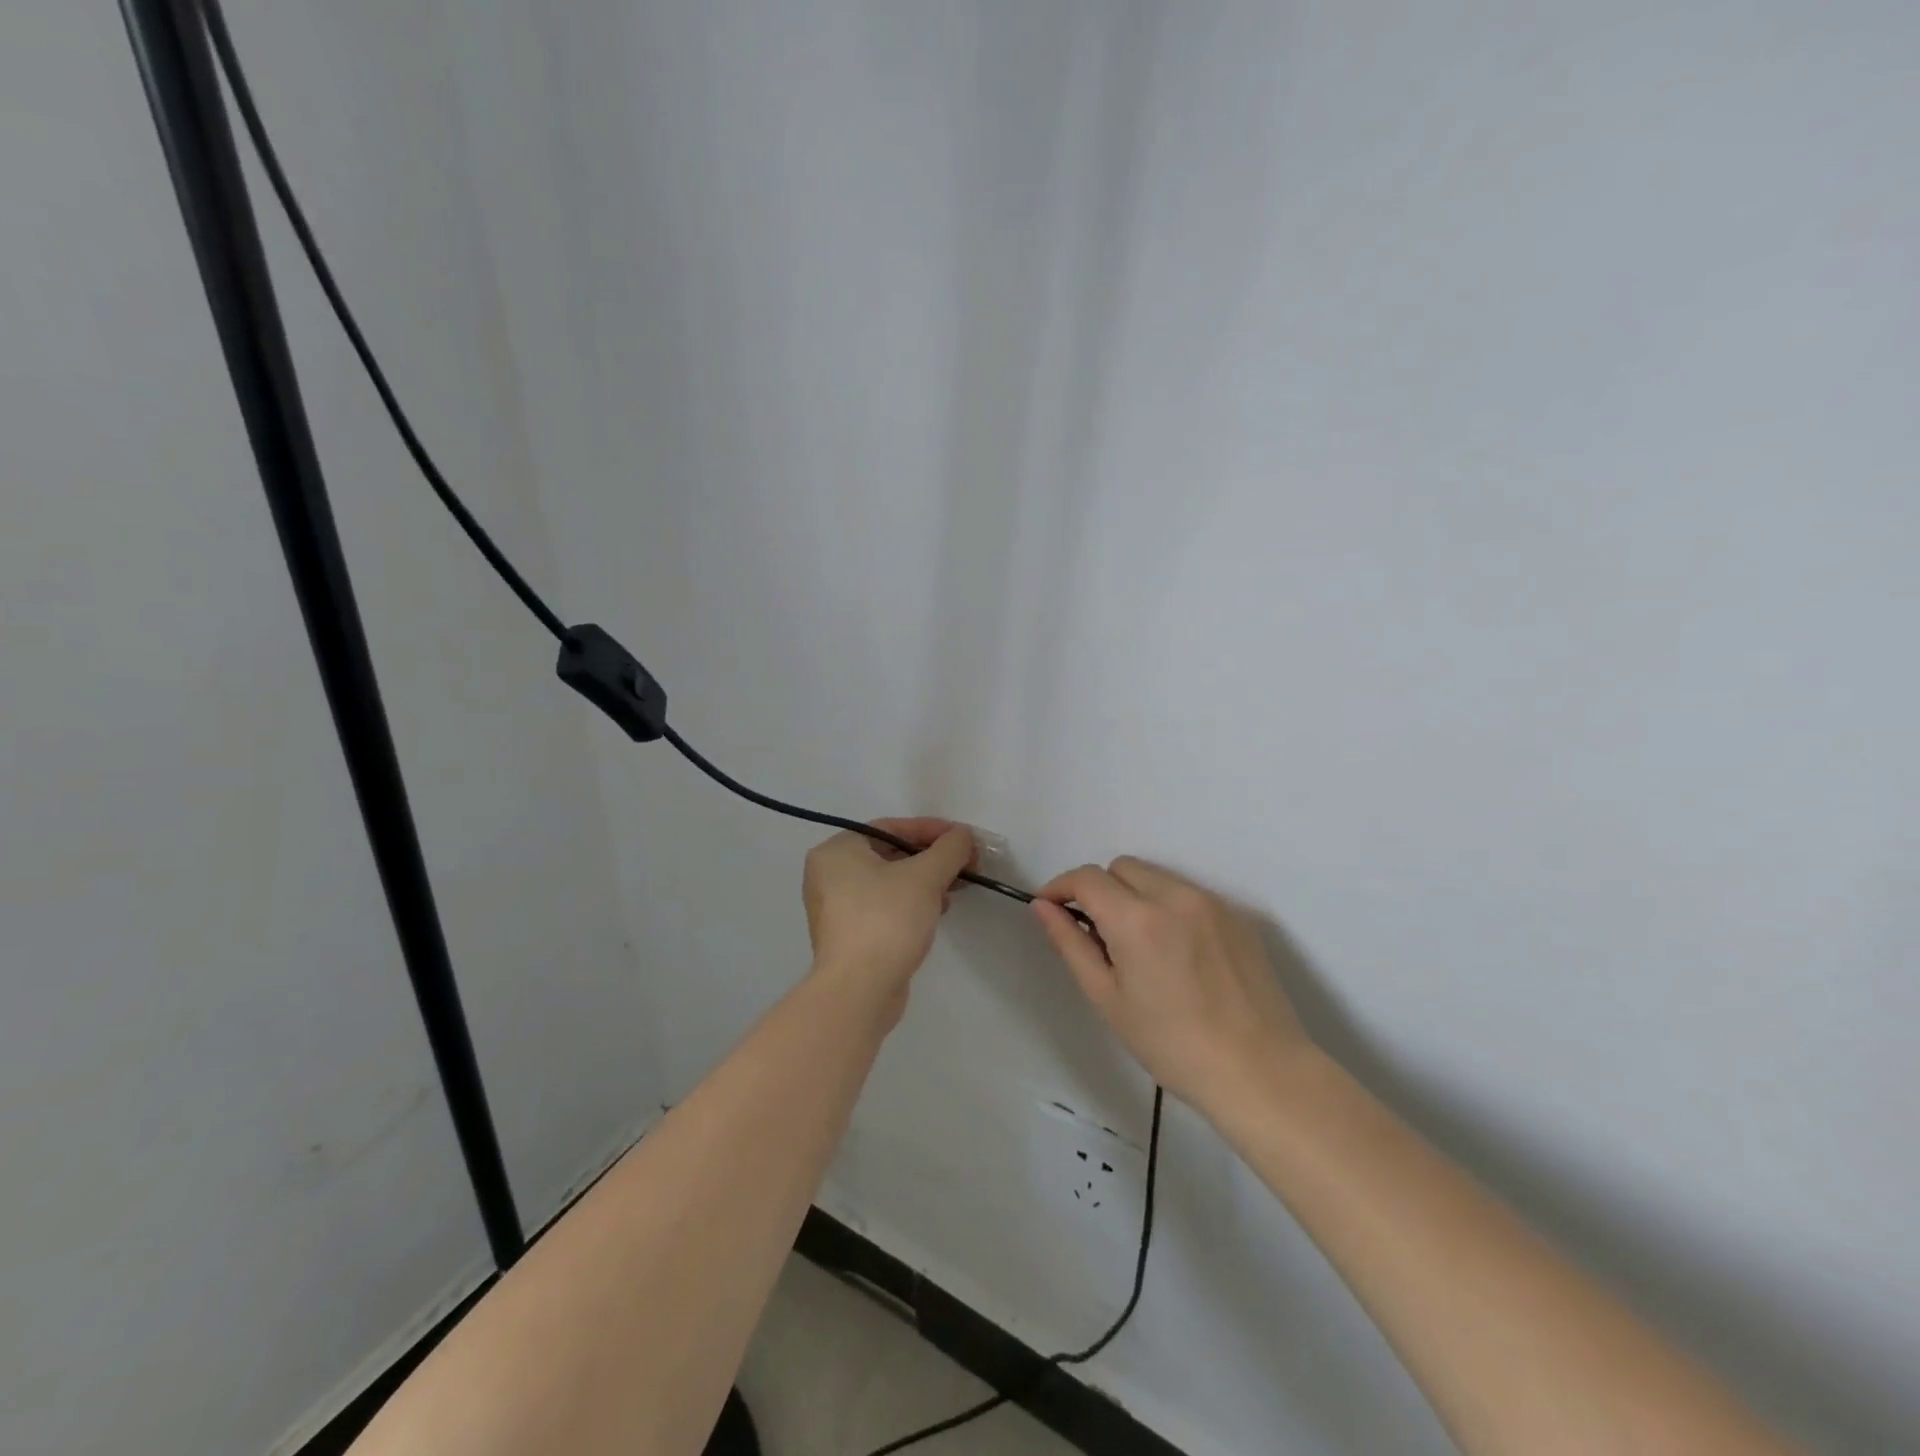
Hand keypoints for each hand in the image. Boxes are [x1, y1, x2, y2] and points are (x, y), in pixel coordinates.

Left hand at [802, 818, 975, 1021]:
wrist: (859, 991)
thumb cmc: (887, 920)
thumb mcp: (925, 876)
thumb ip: (949, 849)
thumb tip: (964, 836)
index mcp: (837, 851)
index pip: (891, 828)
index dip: (931, 830)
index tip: (962, 838)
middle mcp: (829, 874)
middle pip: (891, 854)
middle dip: (931, 858)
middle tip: (965, 863)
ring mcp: (836, 908)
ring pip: (890, 882)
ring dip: (925, 881)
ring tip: (956, 888)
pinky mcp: (849, 935)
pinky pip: (885, 906)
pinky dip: (911, 903)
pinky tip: (938, 911)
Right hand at [1032, 856, 1313, 1114]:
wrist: (1260, 1072)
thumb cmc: (1172, 1045)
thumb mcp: (1108, 999)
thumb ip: (1070, 944)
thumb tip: (1043, 906)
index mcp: (1137, 918)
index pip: (1087, 878)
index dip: (1060, 887)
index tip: (1051, 908)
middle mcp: (1174, 895)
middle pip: (1121, 867)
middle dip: (1100, 890)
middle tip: (1100, 936)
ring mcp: (1211, 902)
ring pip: (1156, 877)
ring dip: (1135, 896)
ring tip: (1141, 947)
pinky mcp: (1238, 915)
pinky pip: (1189, 894)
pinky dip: (1169, 908)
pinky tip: (1178, 954)